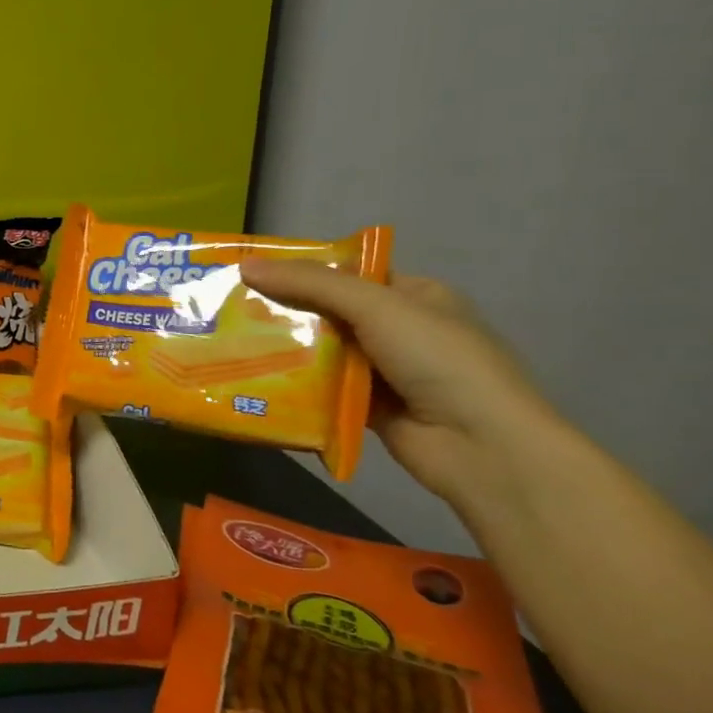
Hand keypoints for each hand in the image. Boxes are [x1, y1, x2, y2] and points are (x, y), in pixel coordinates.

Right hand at [237, 260, 564, 513]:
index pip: (349, 274)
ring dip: (284, 349)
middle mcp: (400, 330)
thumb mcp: (377, 307)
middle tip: (230, 307)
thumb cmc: (439, 360)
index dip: (302, 270)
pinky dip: (295, 386)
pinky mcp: (368, 408)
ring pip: (322, 351)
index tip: (252, 271)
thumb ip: (312, 284)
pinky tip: (254, 380)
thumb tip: (246, 265)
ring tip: (230, 341)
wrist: (482, 447)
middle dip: (284, 310)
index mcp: (415, 296)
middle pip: (330, 312)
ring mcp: (385, 371)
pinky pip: (322, 389)